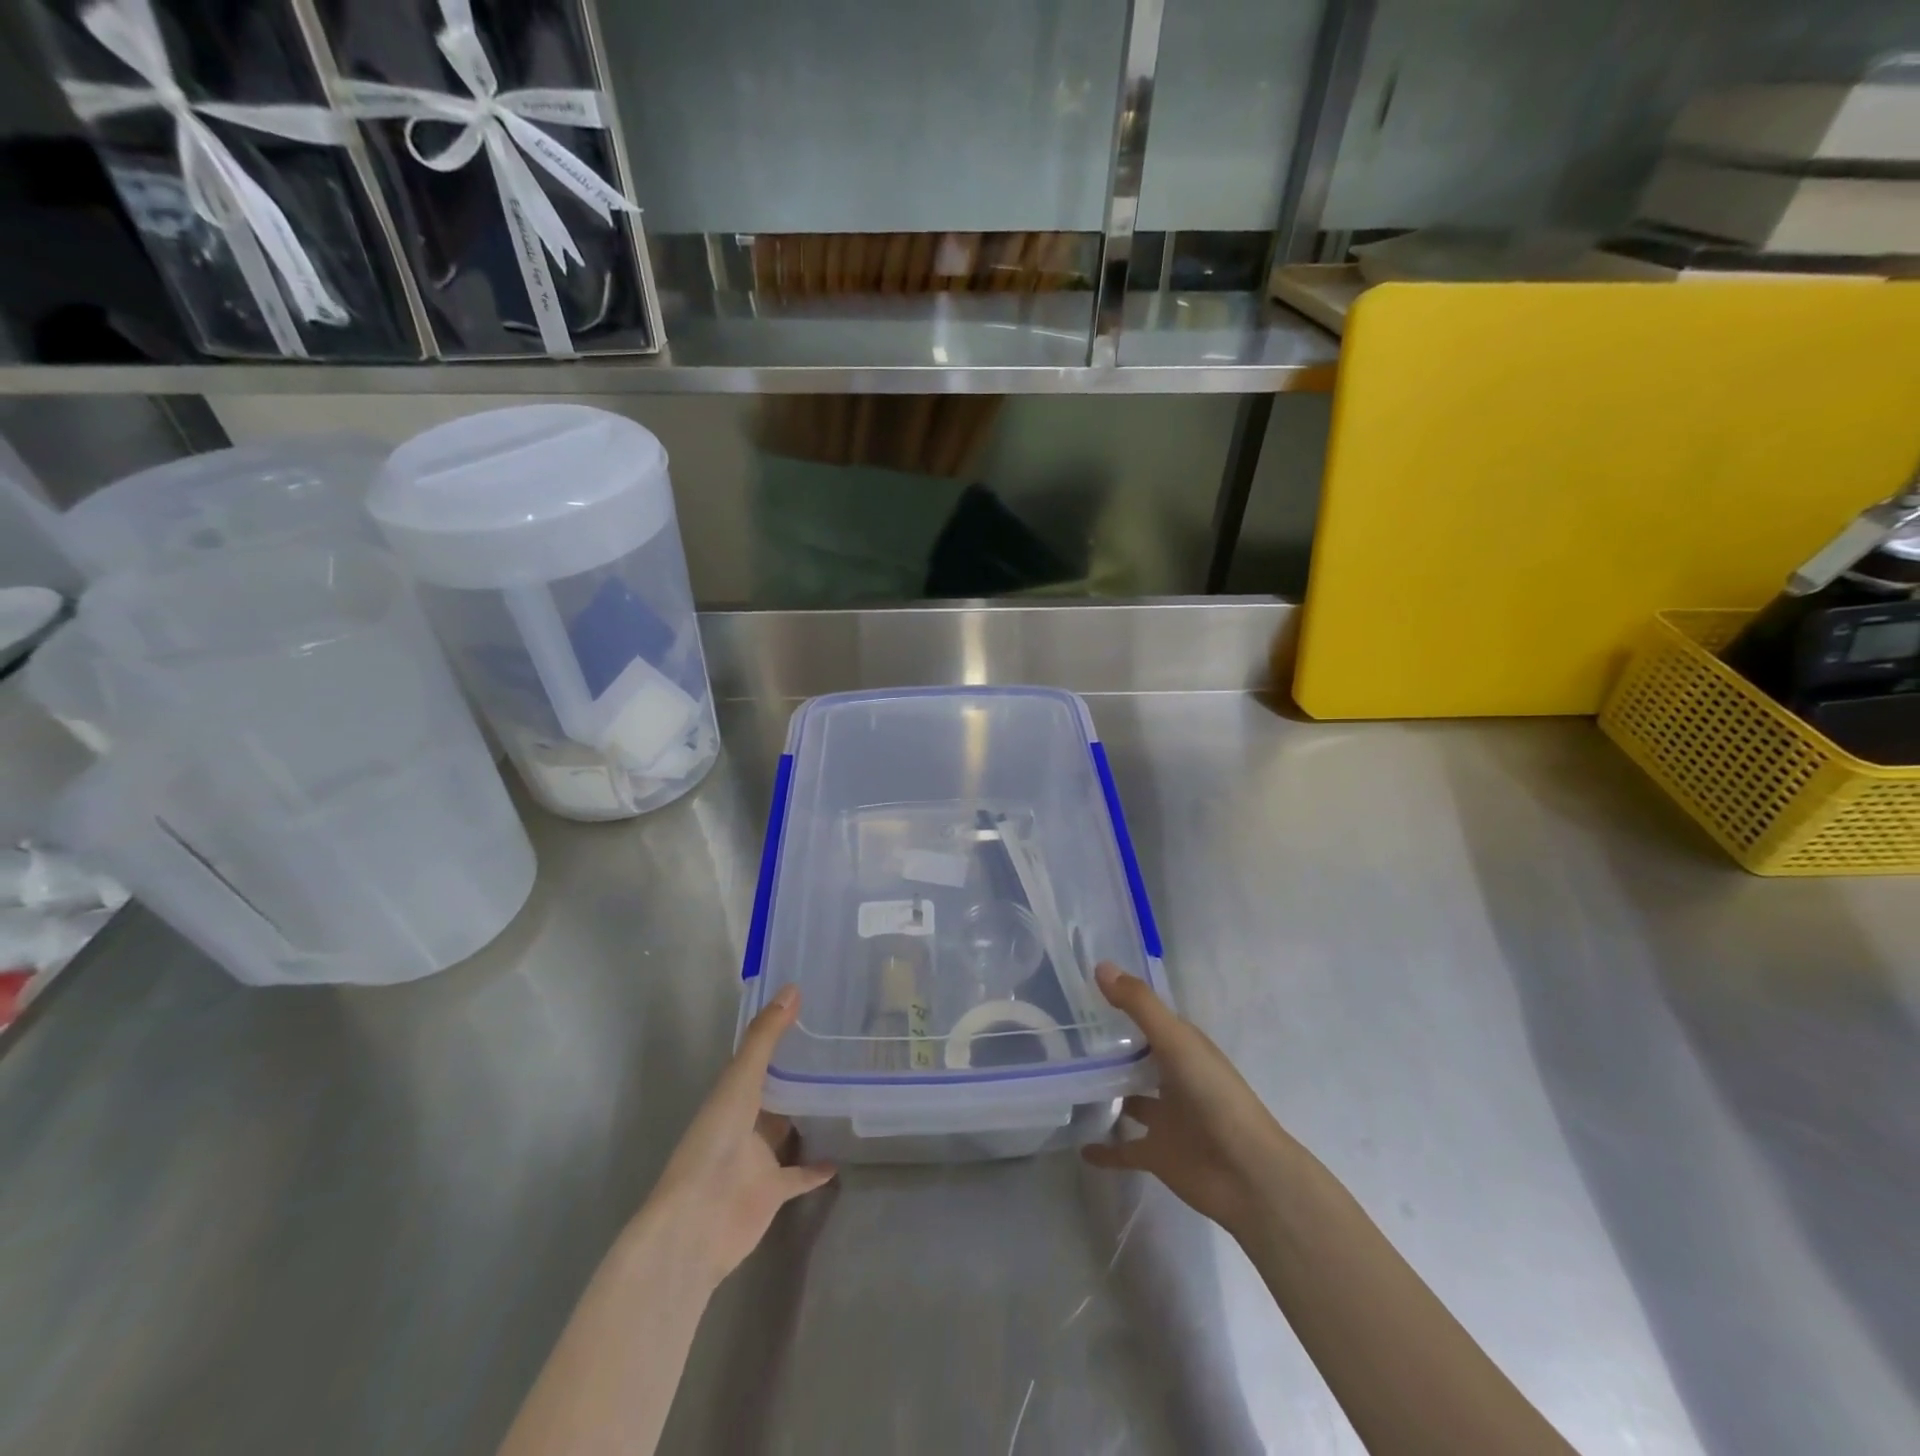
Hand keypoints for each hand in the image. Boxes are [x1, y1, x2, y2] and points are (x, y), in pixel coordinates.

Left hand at [639, 986, 835, 1285]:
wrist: (697, 1223)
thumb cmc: (714, 1144)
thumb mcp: (740, 1081)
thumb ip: (765, 1038)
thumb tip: (793, 988)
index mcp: (733, 1094)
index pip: (759, 1057)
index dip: (781, 1034)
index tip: (812, 1010)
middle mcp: (745, 1122)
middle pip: (776, 1093)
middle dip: (800, 1074)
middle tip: (839, 1048)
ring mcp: (759, 1158)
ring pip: (788, 1131)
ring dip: (810, 1117)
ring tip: (846, 1092)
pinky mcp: (773, 1191)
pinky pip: (800, 1174)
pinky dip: (818, 1166)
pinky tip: (844, 1154)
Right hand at [1082, 962, 1294, 1235]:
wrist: (1248, 1174)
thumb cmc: (1214, 1096)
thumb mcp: (1176, 1041)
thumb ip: (1139, 1005)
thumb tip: (1100, 965)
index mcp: (1182, 1048)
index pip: (1148, 1019)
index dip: (1121, 1005)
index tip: (1082, 993)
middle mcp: (1173, 1078)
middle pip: (1138, 1059)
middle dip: (1110, 1050)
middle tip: (1066, 1037)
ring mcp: (1165, 1118)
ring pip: (1131, 1101)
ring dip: (1107, 1095)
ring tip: (1068, 1084)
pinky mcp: (1158, 1154)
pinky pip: (1124, 1150)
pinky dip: (1105, 1150)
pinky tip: (1080, 1147)